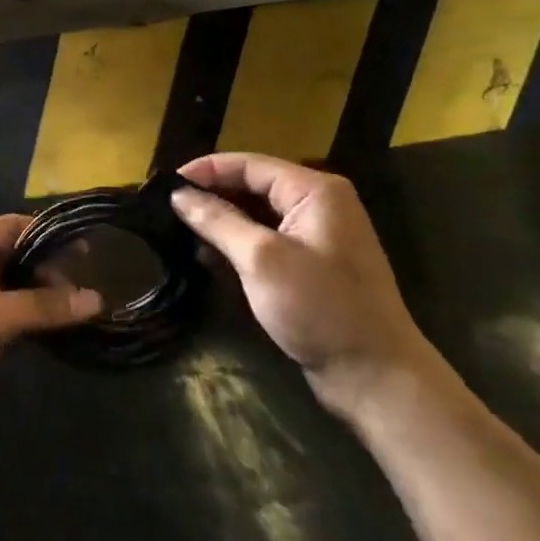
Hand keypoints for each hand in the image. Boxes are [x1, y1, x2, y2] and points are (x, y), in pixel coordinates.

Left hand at [0, 216, 100, 453]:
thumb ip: (42, 306)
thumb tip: (96, 298)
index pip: (11, 227)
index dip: (48, 237)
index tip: (88, 254)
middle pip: (10, 256)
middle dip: (46, 272)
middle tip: (85, 294)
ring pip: (7, 289)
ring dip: (37, 299)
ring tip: (78, 314)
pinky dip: (24, 321)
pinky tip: (50, 334)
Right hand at [171, 153, 444, 422]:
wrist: (375, 376)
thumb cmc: (320, 308)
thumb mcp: (261, 259)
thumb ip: (217, 221)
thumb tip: (178, 195)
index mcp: (315, 191)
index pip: (249, 164)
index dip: (205, 170)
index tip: (164, 184)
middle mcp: (319, 204)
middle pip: (253, 186)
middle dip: (211, 195)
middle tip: (166, 207)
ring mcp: (317, 236)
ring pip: (257, 214)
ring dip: (221, 221)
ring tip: (179, 230)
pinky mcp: (312, 265)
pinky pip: (267, 240)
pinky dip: (238, 244)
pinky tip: (208, 257)